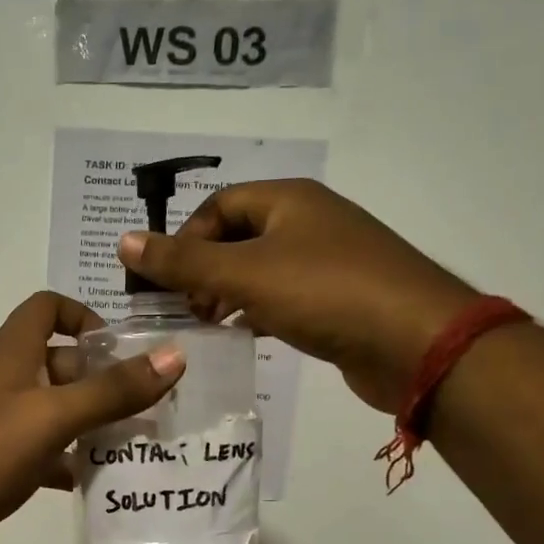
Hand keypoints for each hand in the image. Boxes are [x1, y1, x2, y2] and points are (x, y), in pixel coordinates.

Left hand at [0, 292, 184, 543]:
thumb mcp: (53, 416)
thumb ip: (113, 389)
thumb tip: (174, 355)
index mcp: (12, 352)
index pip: (46, 307)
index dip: (82, 316)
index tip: (118, 348)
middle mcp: (4, 378)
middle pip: (59, 361)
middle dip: (101, 379)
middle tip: (147, 406)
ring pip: (54, 409)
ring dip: (90, 421)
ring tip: (136, 443)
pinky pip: (42, 448)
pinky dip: (67, 459)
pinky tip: (95, 481)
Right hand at [119, 180, 476, 413]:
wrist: (420, 343)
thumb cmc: (325, 292)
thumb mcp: (244, 273)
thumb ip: (181, 261)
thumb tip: (123, 240)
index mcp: (289, 200)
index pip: (218, 206)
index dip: (186, 238)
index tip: (168, 280)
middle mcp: (310, 222)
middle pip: (239, 236)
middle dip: (204, 269)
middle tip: (185, 307)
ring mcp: (330, 261)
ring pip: (262, 269)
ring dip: (229, 293)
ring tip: (207, 324)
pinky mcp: (342, 299)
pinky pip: (286, 297)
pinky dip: (259, 312)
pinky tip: (245, 336)